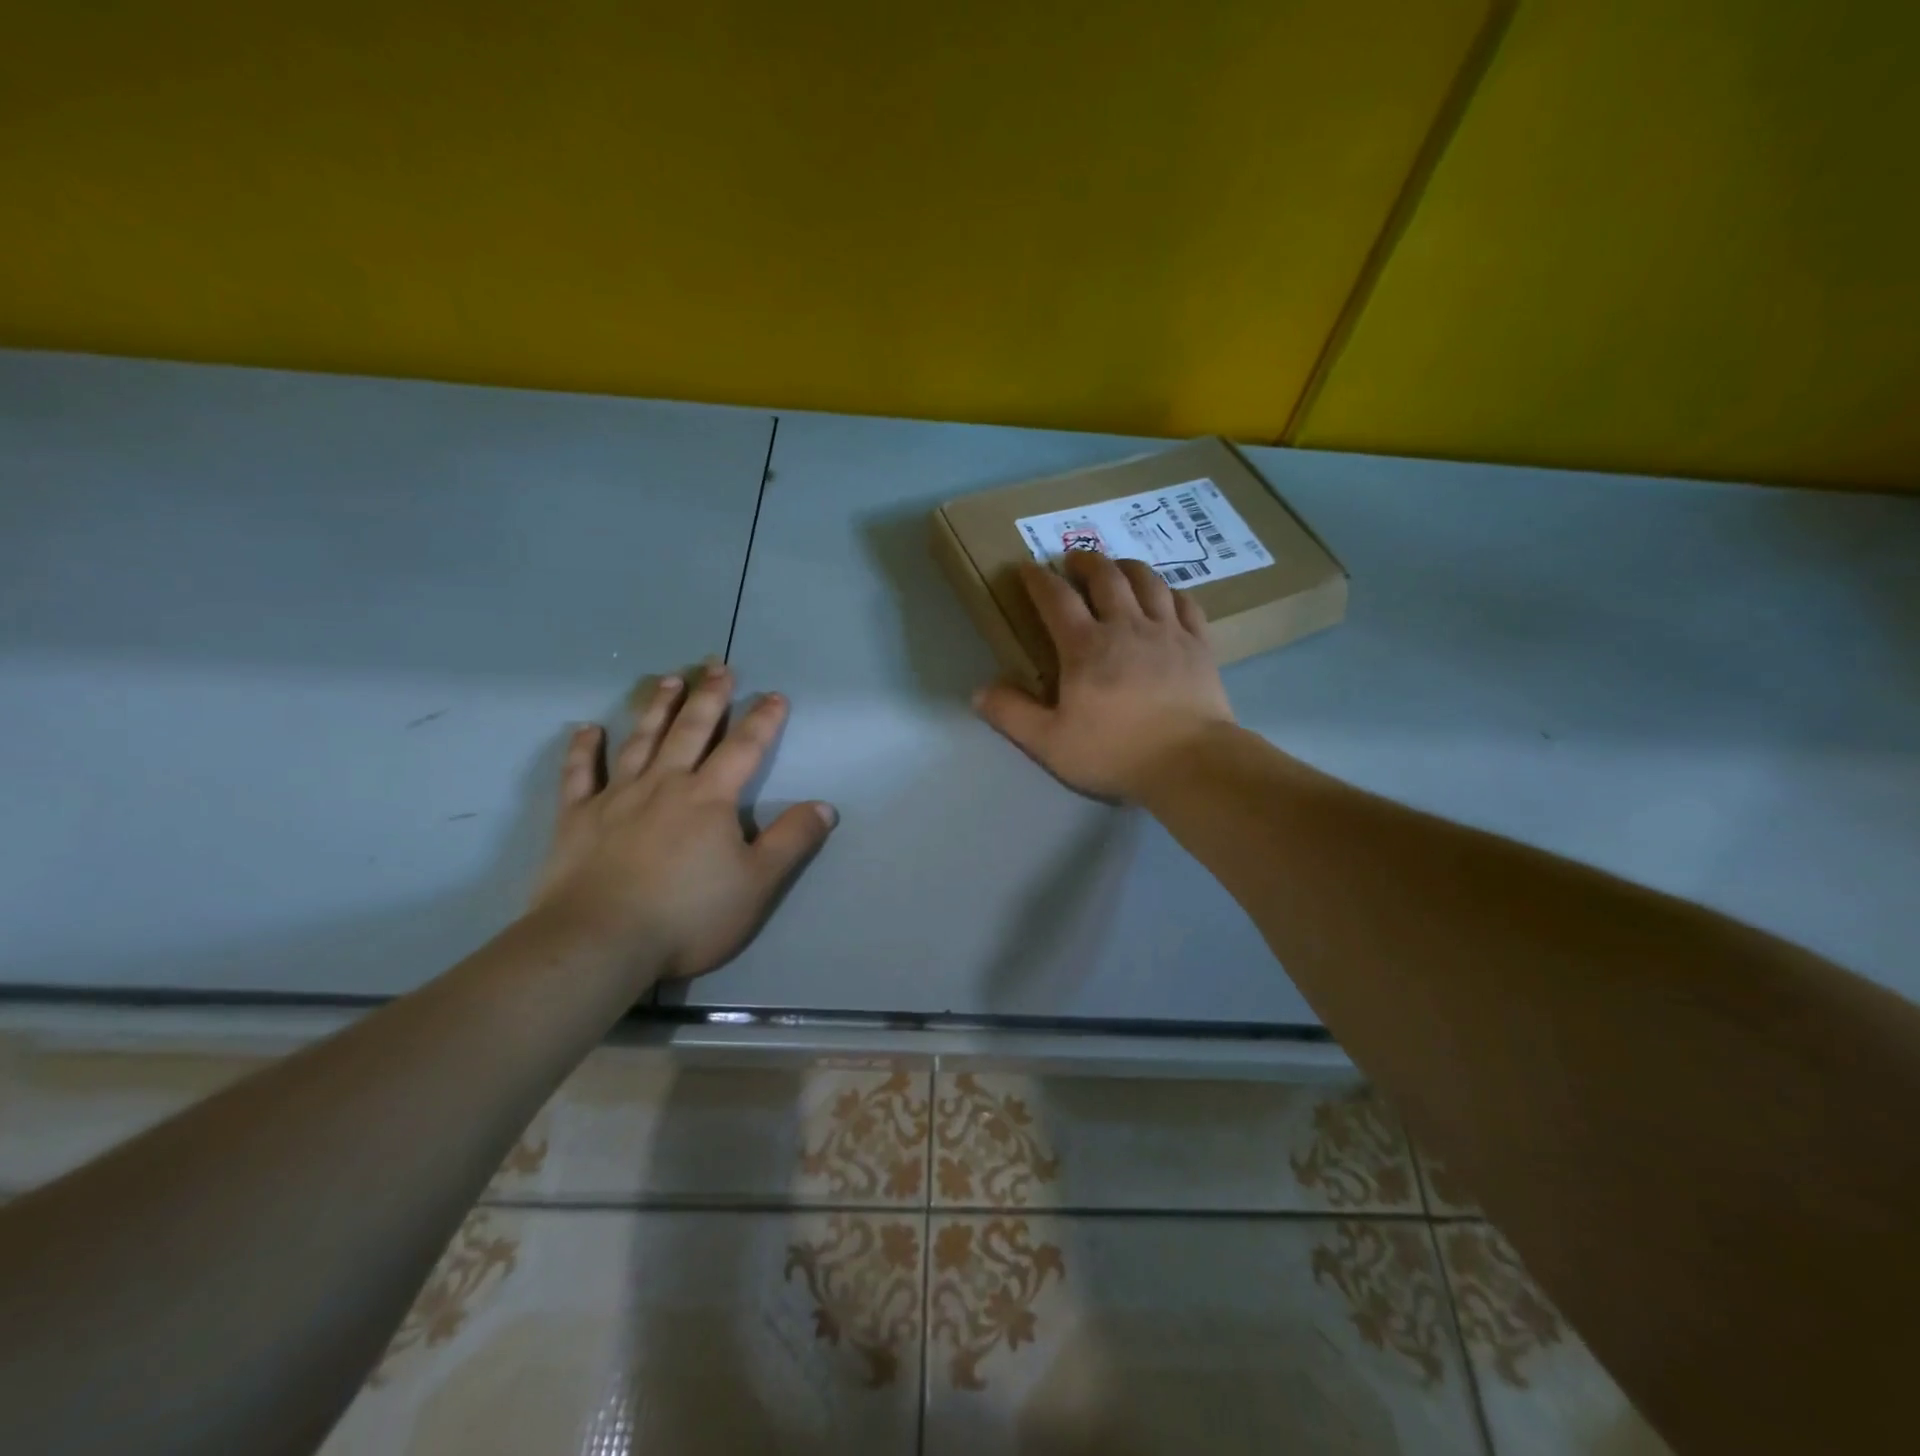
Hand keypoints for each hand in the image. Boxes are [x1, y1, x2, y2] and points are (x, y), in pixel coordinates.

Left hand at [529, 662, 836, 981]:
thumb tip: (824, 807)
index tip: (775, 695)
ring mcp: (617, 797)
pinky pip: (579, 775)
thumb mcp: (757, 883)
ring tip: (668, 679)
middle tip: (717, 665)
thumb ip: (791, 841)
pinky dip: (583, 750)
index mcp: (710, 798)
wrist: (600, 943)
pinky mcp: (577, 818)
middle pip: (691, 730)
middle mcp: (665, 784)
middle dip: (709, 696)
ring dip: (657, 708)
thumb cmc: (688, 915)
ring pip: (640, 741)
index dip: (763, 720)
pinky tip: (586, 728)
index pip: (744, 748)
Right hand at [974, 553, 1235, 799]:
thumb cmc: (1115, 753)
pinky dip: (1171, 592)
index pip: (1056, 599)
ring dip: (1128, 567)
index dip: (1038, 579)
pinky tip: (1166, 596)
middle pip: (1106, 577)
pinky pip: (1185, 603)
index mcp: (1085, 647)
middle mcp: (1126, 627)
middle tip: (1074, 559)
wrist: (1190, 762)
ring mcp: (1167, 632)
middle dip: (1086, 561)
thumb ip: (1012, 714)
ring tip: (1118, 566)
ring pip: (1148, 581)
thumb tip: (979, 692)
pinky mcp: (1199, 645)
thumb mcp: (1050, 743)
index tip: (1026, 567)